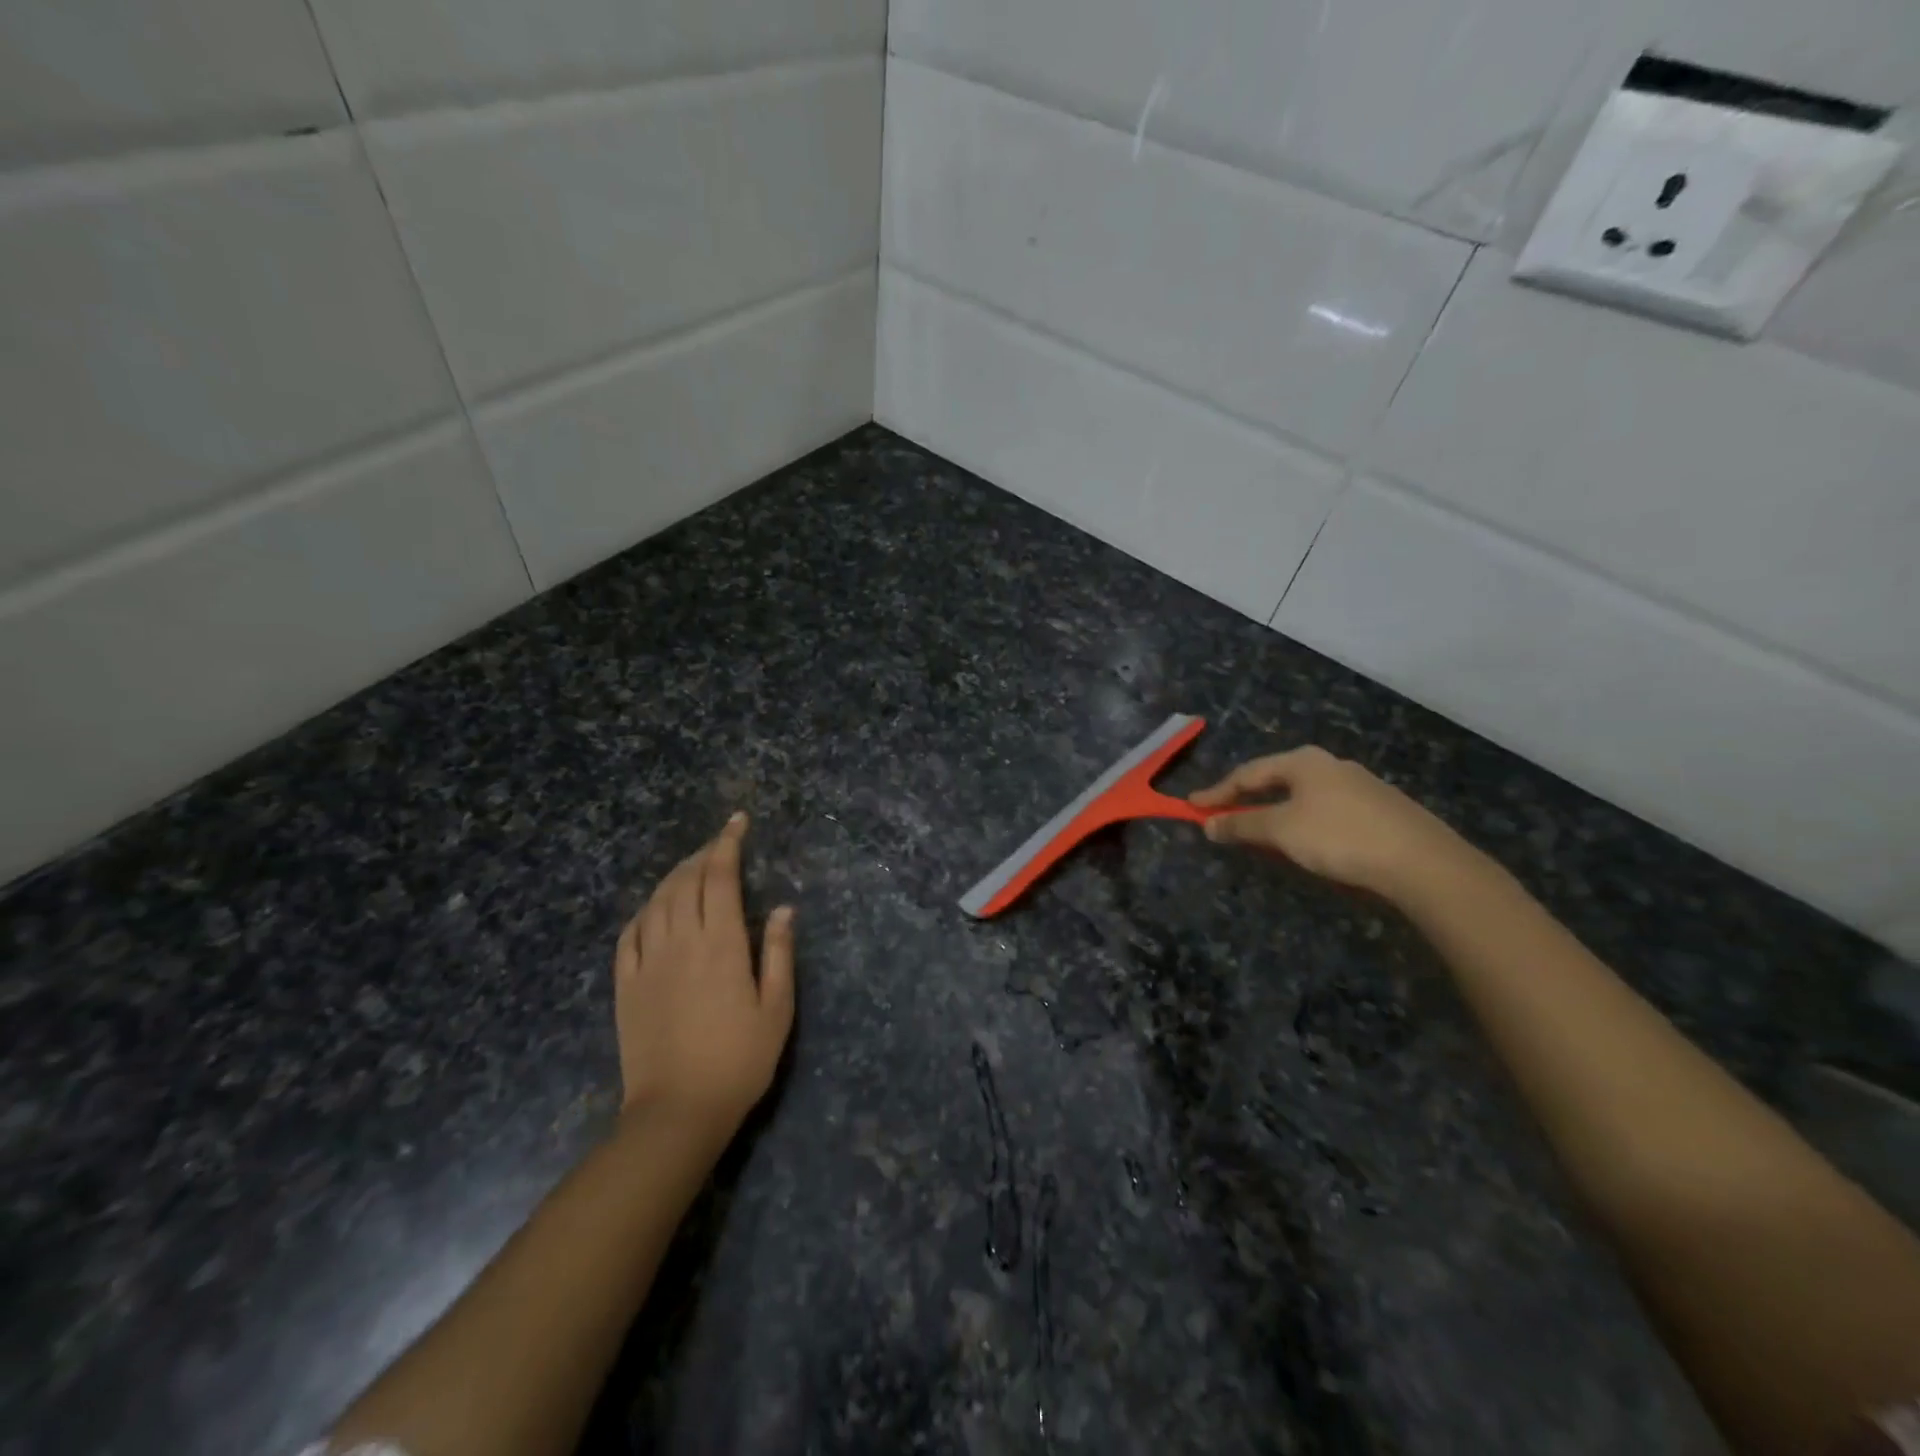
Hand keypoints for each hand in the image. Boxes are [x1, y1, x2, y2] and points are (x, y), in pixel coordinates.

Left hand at [614, 813, 795, 1135]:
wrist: (677, 1111)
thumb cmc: (739, 1060)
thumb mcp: (776, 1009)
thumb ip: (778, 953)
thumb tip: (782, 908)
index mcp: (720, 943)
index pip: (720, 876)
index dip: (728, 843)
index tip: (738, 821)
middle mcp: (680, 941)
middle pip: (686, 881)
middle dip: (704, 854)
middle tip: (721, 843)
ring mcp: (647, 962)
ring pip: (656, 901)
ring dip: (675, 876)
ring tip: (691, 867)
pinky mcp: (625, 984)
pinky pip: (630, 933)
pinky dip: (645, 910)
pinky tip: (655, 909)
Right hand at [1191, 746, 1475, 901]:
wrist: (1421, 862)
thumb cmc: (1339, 837)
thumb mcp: (1281, 831)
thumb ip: (1241, 825)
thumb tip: (1208, 824)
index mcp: (1303, 761)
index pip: (1247, 773)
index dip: (1217, 792)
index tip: (1192, 807)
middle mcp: (1330, 765)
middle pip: (1276, 780)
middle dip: (1247, 799)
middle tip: (1223, 816)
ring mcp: (1360, 786)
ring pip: (1303, 796)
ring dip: (1275, 812)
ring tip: (1260, 833)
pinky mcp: (1381, 810)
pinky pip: (1326, 811)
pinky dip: (1303, 823)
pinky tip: (1306, 842)